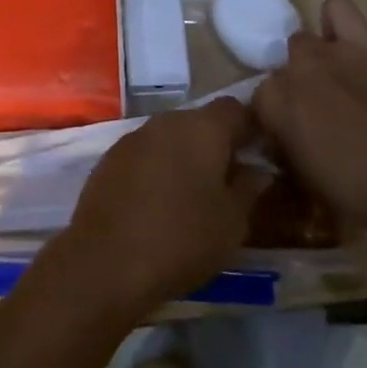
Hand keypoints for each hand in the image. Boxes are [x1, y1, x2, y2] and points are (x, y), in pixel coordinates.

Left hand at [49, 98, 257, 314]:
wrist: (107, 258)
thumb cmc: (181, 238)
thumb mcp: (231, 223)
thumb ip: (250, 189)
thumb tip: (260, 170)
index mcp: (203, 127)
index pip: (235, 108)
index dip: (250, 128)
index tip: (259, 156)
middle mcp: (168, 119)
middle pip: (201, 121)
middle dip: (217, 146)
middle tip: (228, 184)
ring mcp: (136, 134)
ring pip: (172, 136)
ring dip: (186, 157)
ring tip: (194, 197)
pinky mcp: (113, 155)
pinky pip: (147, 152)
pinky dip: (159, 168)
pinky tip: (159, 202)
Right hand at [253, 0, 366, 233]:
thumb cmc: (356, 192)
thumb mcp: (305, 181)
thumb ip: (285, 149)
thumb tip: (281, 142)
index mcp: (273, 103)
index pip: (260, 100)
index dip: (276, 119)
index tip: (291, 137)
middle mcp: (293, 69)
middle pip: (283, 67)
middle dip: (295, 86)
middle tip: (316, 111)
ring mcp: (328, 51)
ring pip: (304, 39)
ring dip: (313, 59)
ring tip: (333, 79)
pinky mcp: (363, 42)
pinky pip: (338, 8)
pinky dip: (335, 20)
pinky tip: (344, 38)